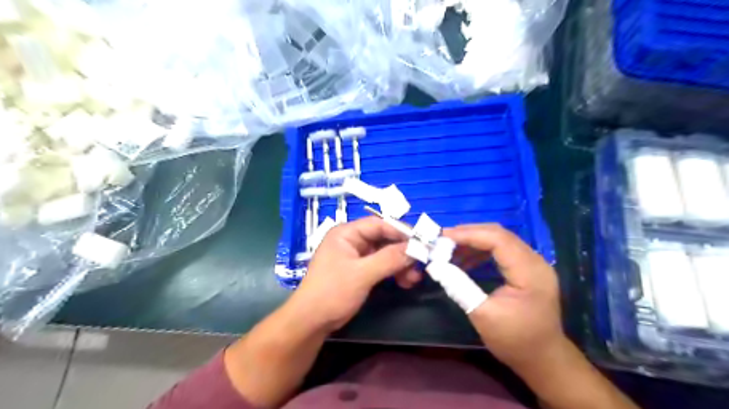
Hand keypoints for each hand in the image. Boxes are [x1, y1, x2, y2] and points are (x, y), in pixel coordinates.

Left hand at [290, 218, 418, 332]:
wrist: (312, 321)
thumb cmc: (332, 292)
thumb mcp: (362, 274)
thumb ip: (389, 259)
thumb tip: (416, 248)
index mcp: (347, 233)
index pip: (379, 224)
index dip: (401, 231)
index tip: (422, 242)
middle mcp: (352, 240)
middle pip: (384, 239)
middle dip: (403, 252)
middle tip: (421, 263)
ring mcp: (356, 256)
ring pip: (385, 253)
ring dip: (401, 264)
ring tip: (414, 279)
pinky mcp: (360, 271)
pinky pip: (381, 266)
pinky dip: (393, 272)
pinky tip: (405, 282)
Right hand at [444, 223, 568, 373]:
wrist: (543, 359)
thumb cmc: (515, 340)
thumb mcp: (482, 315)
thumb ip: (459, 286)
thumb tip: (435, 266)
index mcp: (529, 272)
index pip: (498, 239)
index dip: (469, 234)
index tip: (443, 236)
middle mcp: (535, 261)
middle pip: (499, 234)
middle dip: (469, 233)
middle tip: (443, 239)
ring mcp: (533, 263)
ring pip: (500, 240)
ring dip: (474, 241)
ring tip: (450, 249)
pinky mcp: (528, 268)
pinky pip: (503, 250)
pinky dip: (482, 250)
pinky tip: (466, 259)